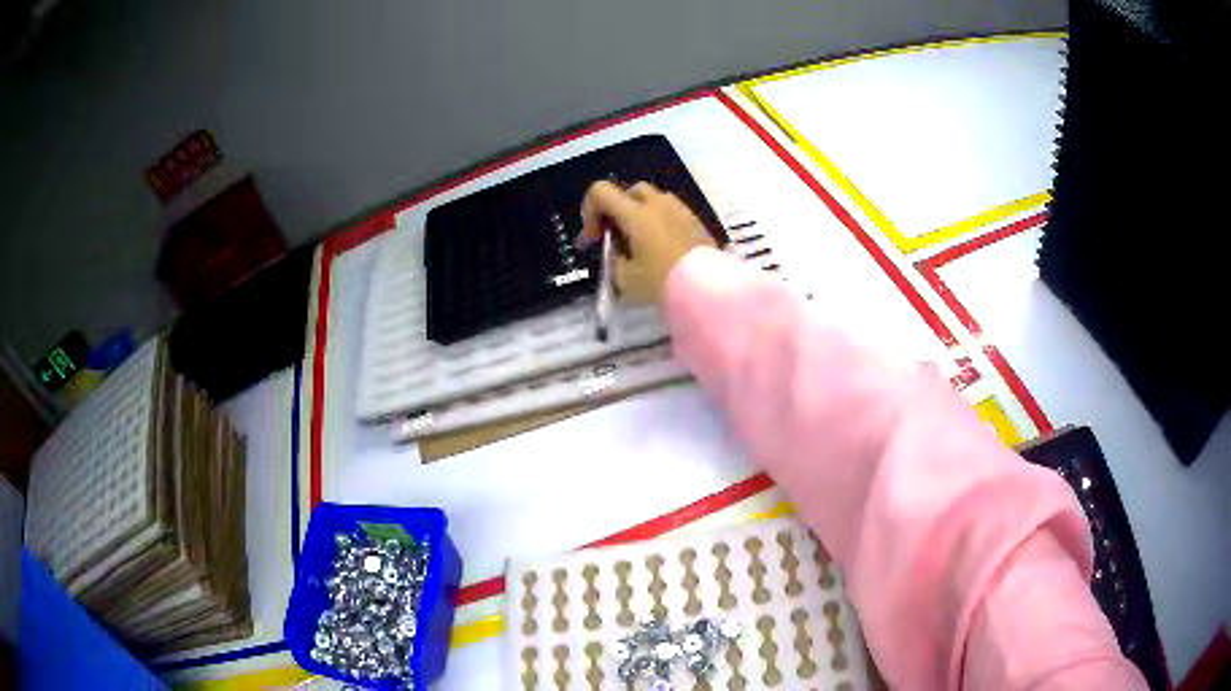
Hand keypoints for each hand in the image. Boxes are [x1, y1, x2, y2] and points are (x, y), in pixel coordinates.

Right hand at [577, 181, 714, 304]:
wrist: (708, 290)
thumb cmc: (661, 282)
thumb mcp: (625, 279)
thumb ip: (614, 260)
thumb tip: (617, 253)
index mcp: (635, 214)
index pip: (600, 191)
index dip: (589, 211)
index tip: (594, 239)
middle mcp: (658, 204)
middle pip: (629, 192)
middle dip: (617, 211)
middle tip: (616, 239)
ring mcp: (681, 210)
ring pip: (653, 200)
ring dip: (641, 215)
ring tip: (641, 245)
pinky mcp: (697, 221)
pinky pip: (672, 213)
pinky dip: (661, 223)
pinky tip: (663, 249)